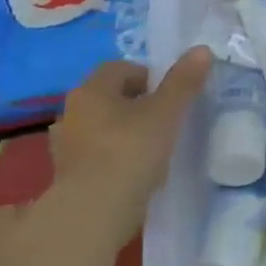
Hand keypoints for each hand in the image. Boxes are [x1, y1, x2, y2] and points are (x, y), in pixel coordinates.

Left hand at [48, 47, 212, 230]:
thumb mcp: (166, 113)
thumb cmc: (130, 152)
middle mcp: (71, 112)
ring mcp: (64, 147)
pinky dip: (111, 158)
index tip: (169, 95)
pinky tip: (132, 173)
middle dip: (135, 104)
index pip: (120, 68)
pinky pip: (94, 156)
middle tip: (163, 119)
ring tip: (150, 148)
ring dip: (121, 132)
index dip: (147, 76)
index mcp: (91, 90)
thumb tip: (202, 49)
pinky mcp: (65, 178)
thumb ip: (183, 81)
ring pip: (100, 127)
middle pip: (108, 97)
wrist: (92, 217)